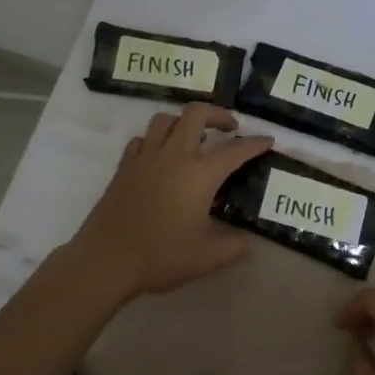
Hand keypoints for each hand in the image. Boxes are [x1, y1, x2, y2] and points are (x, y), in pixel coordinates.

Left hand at [69, 104, 271, 299]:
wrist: (106, 260)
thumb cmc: (161, 256)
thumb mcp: (209, 258)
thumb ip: (235, 246)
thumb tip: (247, 240)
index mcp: (200, 175)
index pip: (235, 150)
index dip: (256, 143)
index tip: (268, 140)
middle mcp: (174, 156)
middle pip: (196, 113)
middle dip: (218, 114)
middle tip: (229, 129)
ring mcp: (145, 159)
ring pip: (165, 120)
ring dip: (184, 122)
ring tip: (194, 139)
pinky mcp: (124, 168)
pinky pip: (142, 139)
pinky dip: (156, 140)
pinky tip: (160, 157)